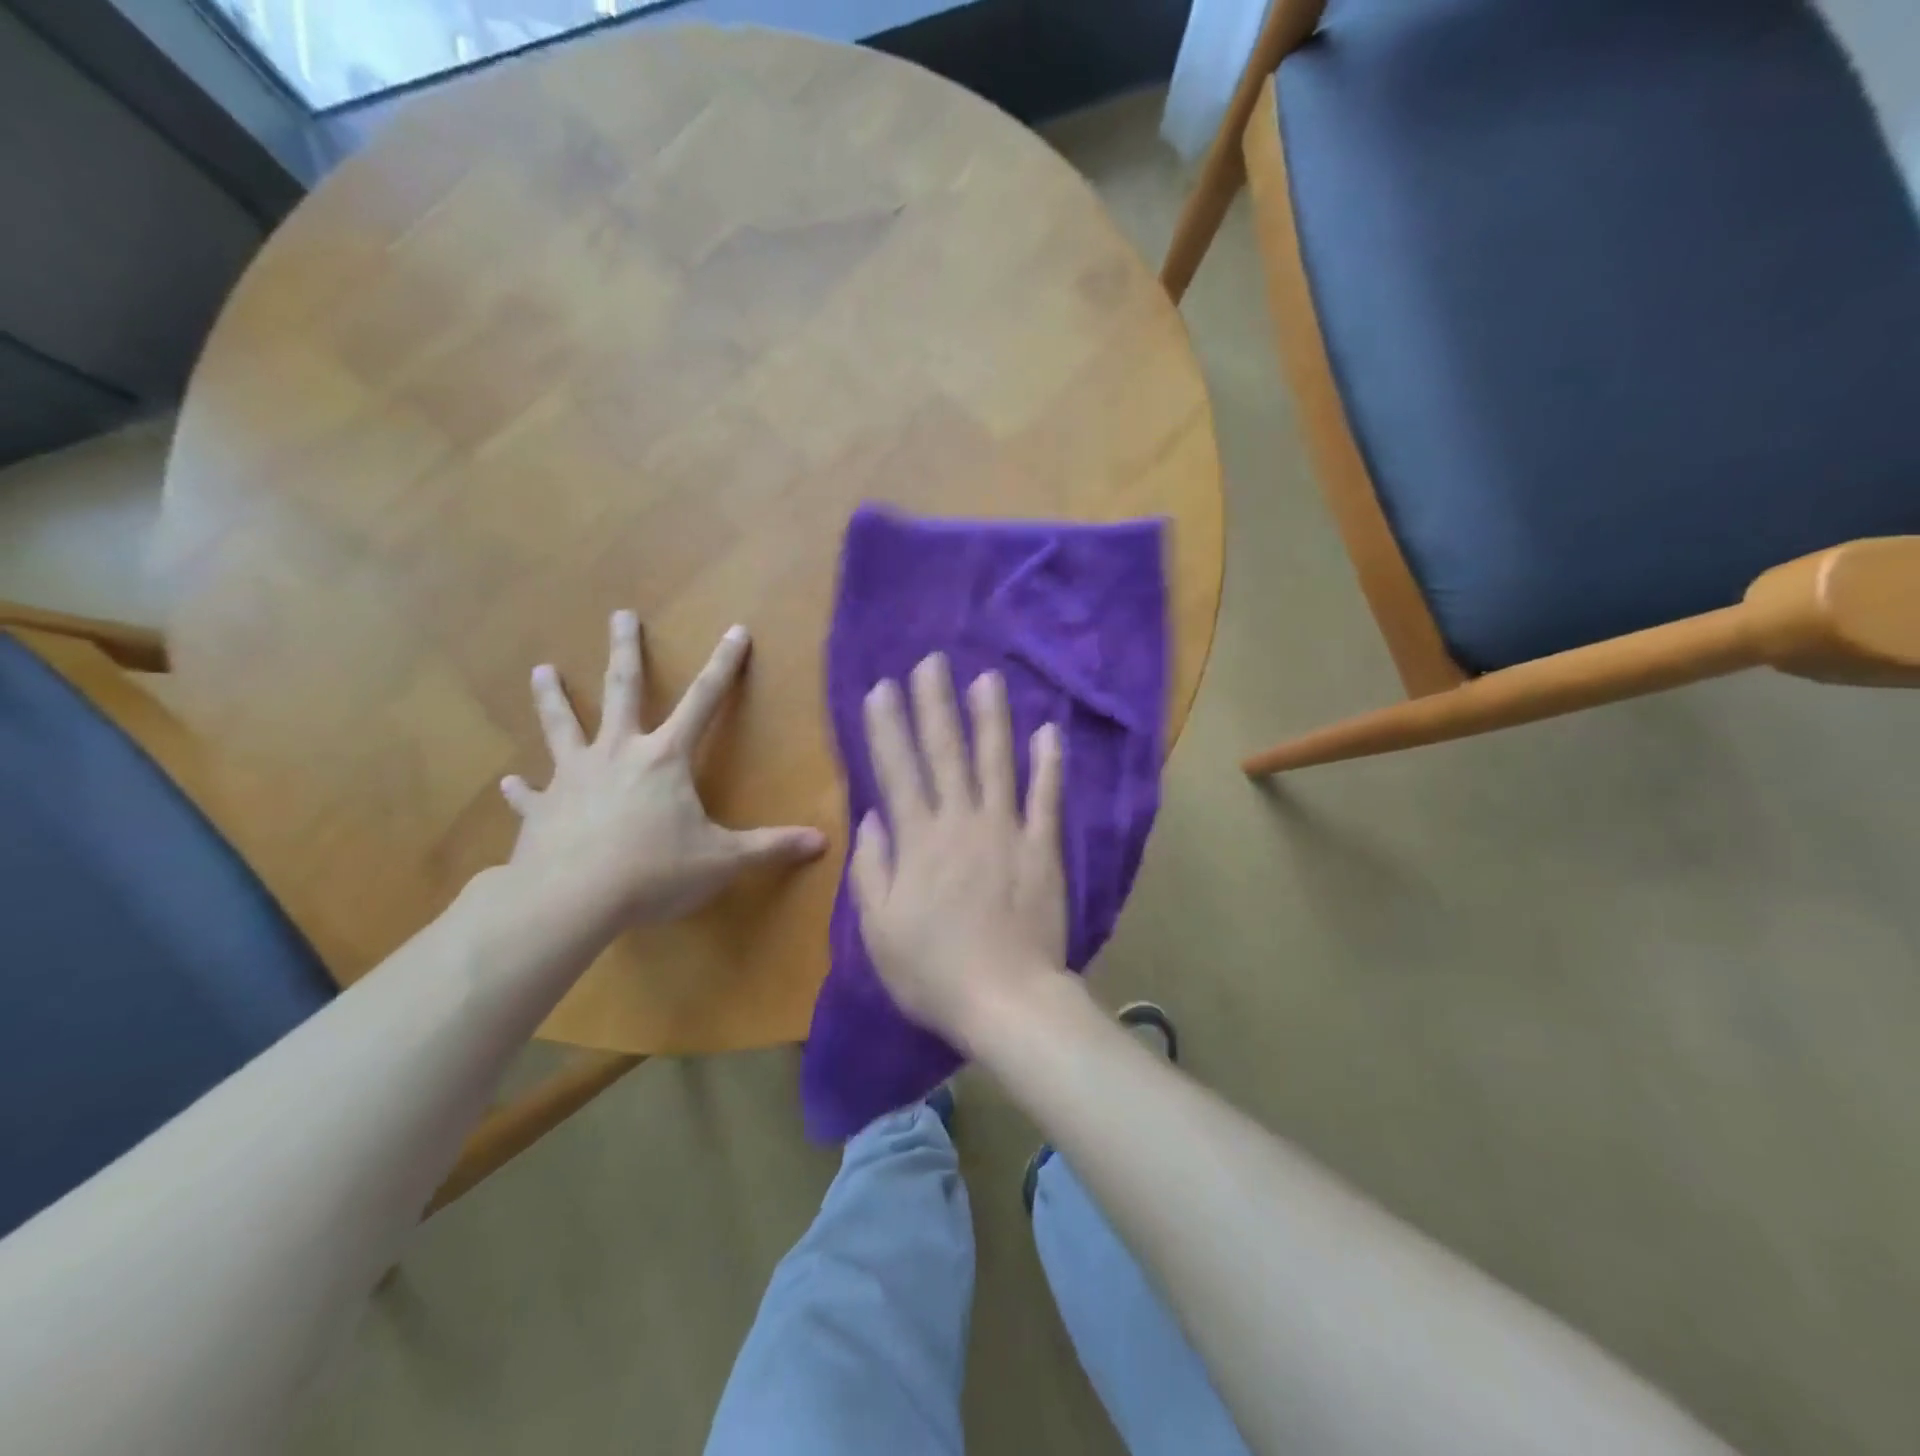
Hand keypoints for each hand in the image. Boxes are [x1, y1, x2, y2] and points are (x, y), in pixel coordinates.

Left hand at [500, 611, 825, 928]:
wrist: (571, 900)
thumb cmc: (654, 872)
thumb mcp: (723, 860)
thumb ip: (771, 848)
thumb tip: (823, 843)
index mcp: (665, 758)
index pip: (705, 701)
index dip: (725, 666)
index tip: (735, 631)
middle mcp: (618, 753)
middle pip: (621, 690)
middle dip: (625, 651)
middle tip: (620, 615)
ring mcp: (573, 777)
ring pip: (562, 726)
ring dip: (553, 698)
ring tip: (541, 671)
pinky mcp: (541, 809)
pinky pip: (530, 794)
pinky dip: (521, 789)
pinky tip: (509, 783)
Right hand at [850, 653, 1068, 1046]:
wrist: (1006, 1000)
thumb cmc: (933, 971)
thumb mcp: (878, 929)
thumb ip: (872, 869)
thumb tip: (873, 816)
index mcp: (917, 842)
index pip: (897, 770)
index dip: (888, 727)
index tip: (882, 688)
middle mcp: (960, 823)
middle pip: (945, 753)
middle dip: (935, 704)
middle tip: (932, 662)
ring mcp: (1006, 831)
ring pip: (995, 763)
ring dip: (990, 718)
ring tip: (986, 679)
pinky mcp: (1043, 847)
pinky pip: (1046, 798)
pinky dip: (1048, 764)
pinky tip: (1048, 730)